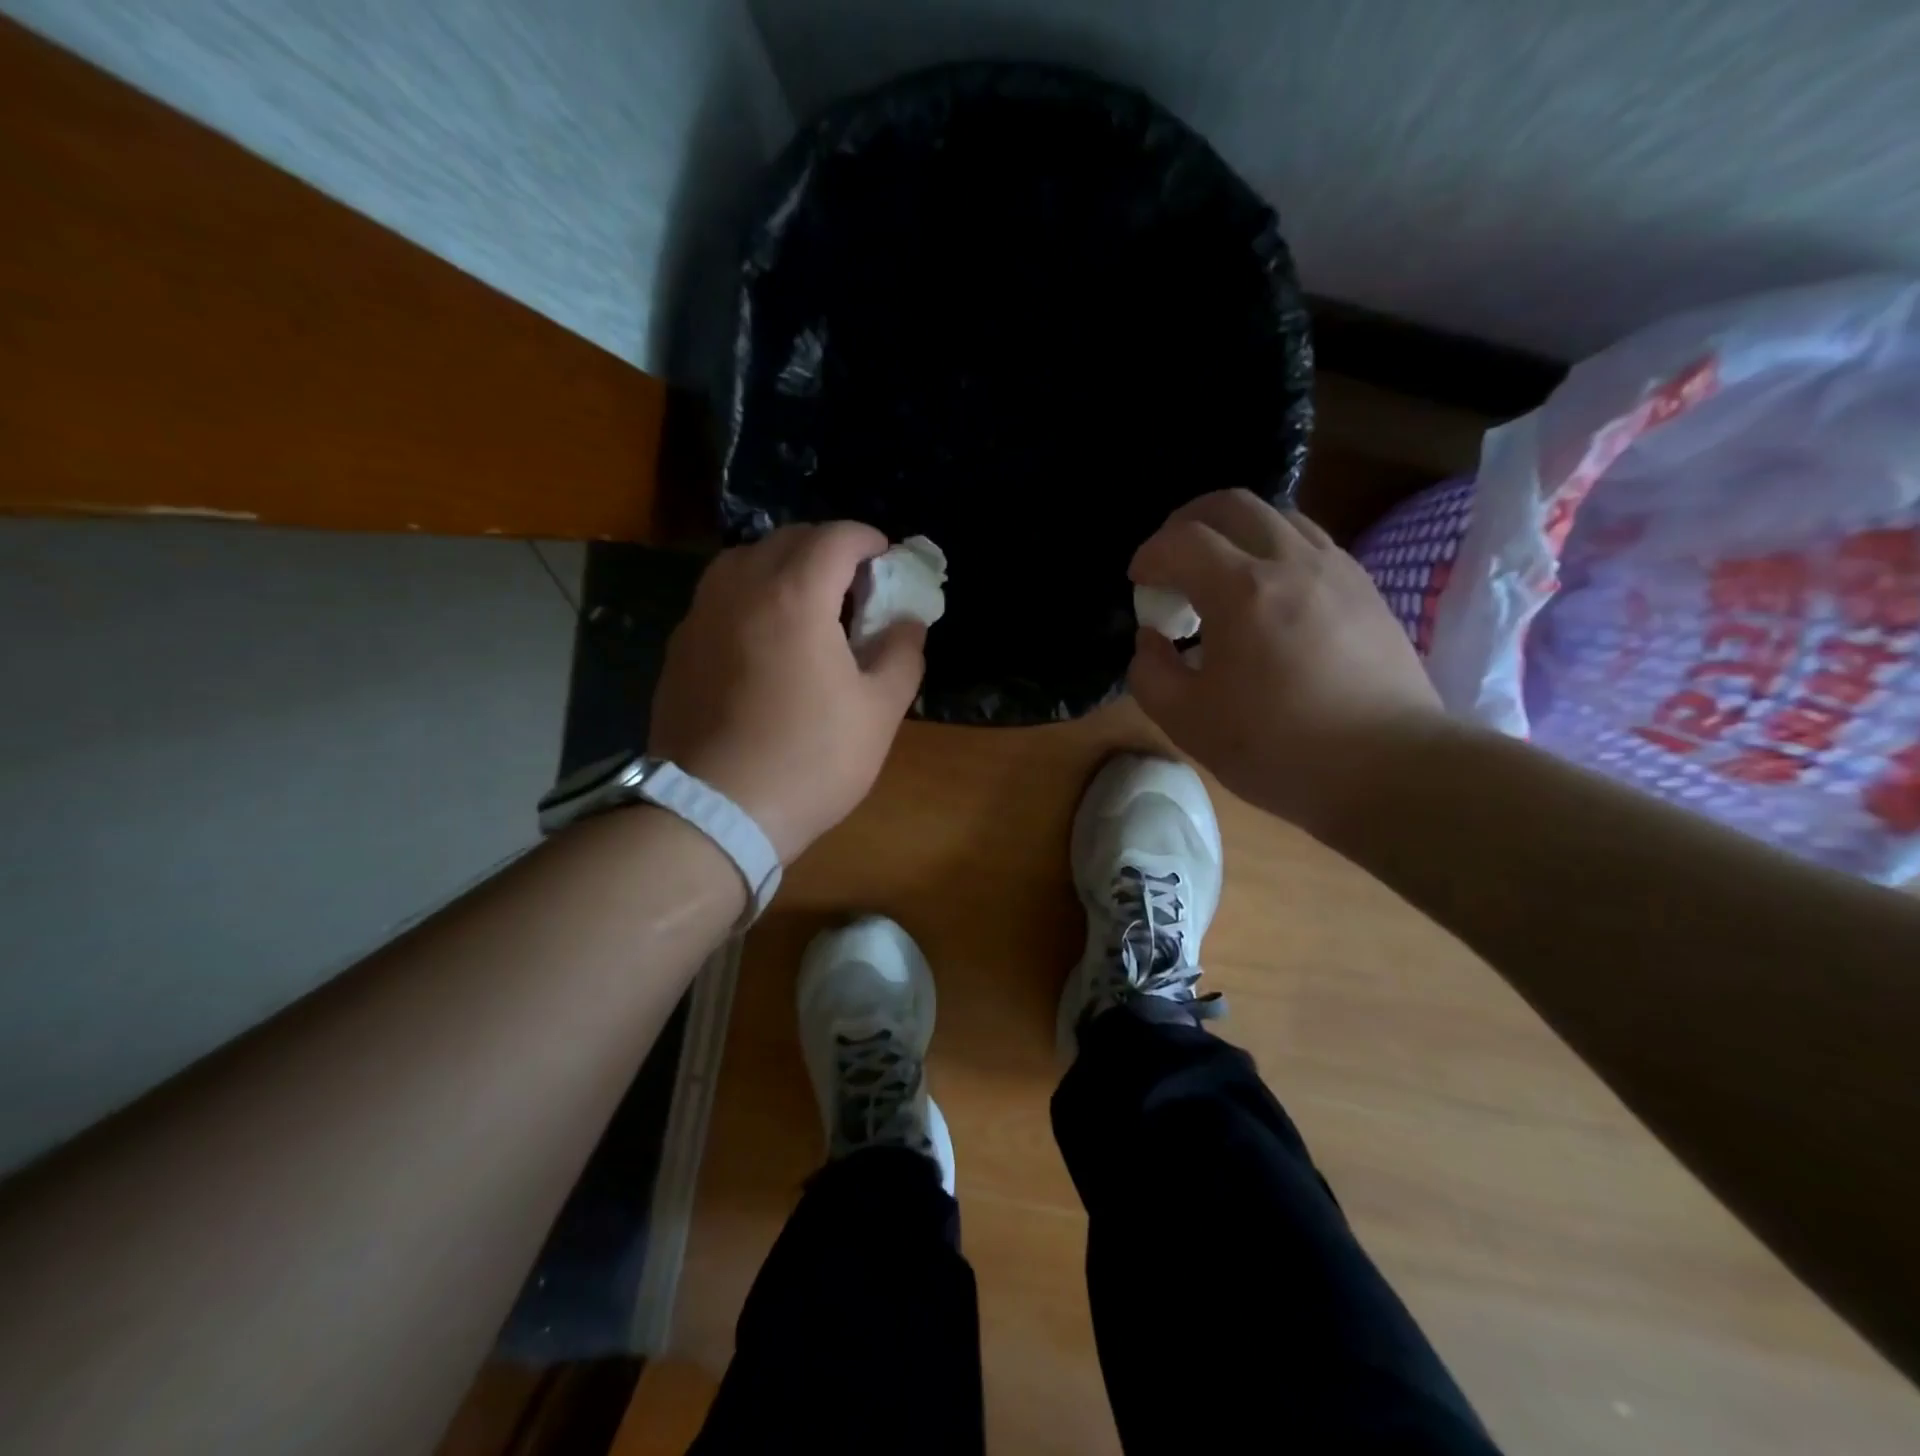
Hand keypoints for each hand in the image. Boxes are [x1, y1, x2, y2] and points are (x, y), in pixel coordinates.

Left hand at [649, 523, 924, 862]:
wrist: (715, 813)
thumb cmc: (810, 760)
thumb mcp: (879, 711)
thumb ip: (902, 653)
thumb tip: (907, 620)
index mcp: (795, 596)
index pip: (835, 538)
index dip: (868, 539)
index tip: (887, 559)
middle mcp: (740, 590)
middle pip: (786, 539)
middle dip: (827, 549)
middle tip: (854, 585)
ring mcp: (701, 617)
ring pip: (744, 561)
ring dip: (782, 566)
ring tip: (807, 605)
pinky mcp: (679, 648)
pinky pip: (719, 597)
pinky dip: (750, 596)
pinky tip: (765, 639)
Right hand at [1127, 490, 1448, 835]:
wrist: (1388, 768)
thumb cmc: (1278, 747)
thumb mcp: (1187, 722)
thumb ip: (1150, 673)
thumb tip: (1151, 640)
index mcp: (1242, 590)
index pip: (1182, 541)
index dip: (1150, 555)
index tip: (1138, 582)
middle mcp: (1291, 562)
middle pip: (1232, 505)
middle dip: (1188, 522)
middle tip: (1172, 560)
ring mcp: (1337, 570)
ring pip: (1278, 515)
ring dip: (1235, 532)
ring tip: (1220, 573)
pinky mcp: (1366, 589)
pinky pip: (1311, 543)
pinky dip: (1275, 550)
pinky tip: (1269, 594)